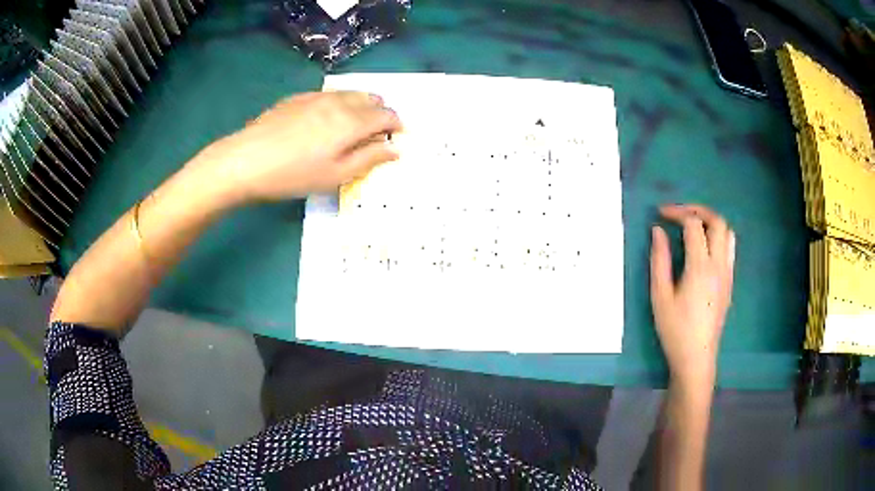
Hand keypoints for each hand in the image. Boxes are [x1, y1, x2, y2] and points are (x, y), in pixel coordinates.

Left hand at [213, 91, 402, 202]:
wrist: (246, 160)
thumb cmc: (293, 175)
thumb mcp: (335, 175)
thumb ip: (369, 159)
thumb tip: (395, 149)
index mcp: (352, 122)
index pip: (386, 114)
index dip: (397, 124)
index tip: (398, 136)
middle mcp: (339, 102)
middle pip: (371, 98)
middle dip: (380, 112)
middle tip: (375, 133)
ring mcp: (316, 96)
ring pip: (350, 93)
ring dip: (360, 106)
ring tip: (351, 126)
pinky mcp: (297, 97)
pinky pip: (328, 94)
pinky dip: (338, 103)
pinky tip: (324, 120)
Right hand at [650, 204, 735, 387]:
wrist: (697, 357)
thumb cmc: (675, 329)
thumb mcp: (660, 296)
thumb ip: (659, 260)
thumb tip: (658, 231)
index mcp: (700, 266)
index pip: (693, 224)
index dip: (677, 212)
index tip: (660, 214)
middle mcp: (719, 264)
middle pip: (717, 221)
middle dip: (698, 209)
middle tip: (679, 214)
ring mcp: (727, 272)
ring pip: (727, 232)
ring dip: (711, 222)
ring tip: (693, 227)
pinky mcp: (730, 281)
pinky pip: (730, 248)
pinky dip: (718, 237)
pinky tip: (704, 248)